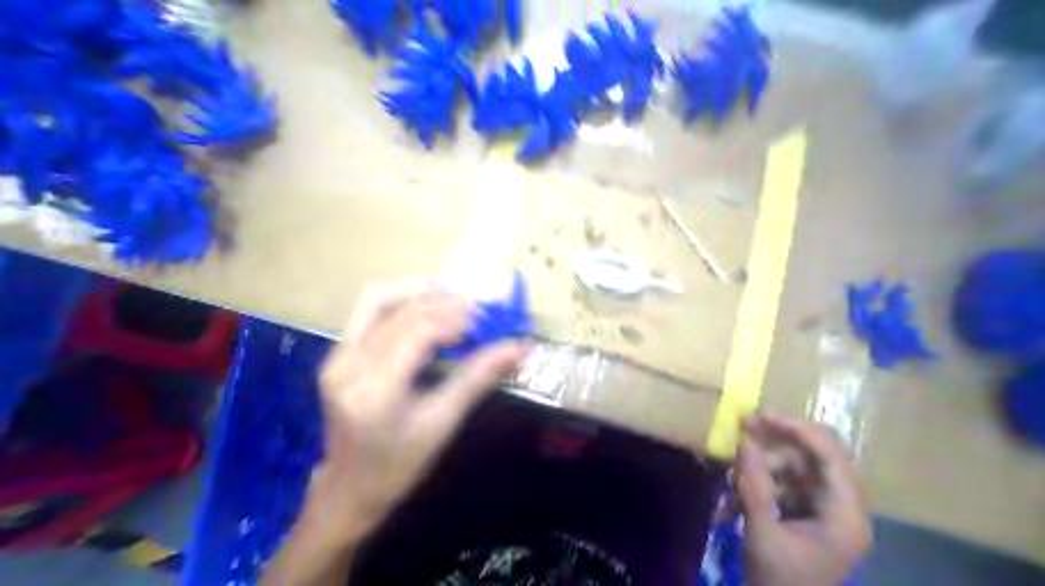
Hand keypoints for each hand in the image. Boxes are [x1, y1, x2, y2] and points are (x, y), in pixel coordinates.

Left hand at [298, 283, 526, 549]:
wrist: (349, 488)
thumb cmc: (400, 464)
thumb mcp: (443, 423)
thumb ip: (478, 379)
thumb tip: (517, 348)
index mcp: (376, 391)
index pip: (417, 332)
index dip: (454, 319)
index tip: (485, 323)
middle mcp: (349, 366)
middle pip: (400, 313)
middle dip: (443, 303)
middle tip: (477, 308)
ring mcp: (337, 357)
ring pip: (378, 300)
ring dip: (419, 292)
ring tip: (453, 297)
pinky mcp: (336, 355)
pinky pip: (368, 312)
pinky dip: (401, 301)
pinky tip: (426, 304)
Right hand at [734, 415, 874, 585]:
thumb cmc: (780, 585)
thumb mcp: (762, 534)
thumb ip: (753, 486)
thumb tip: (744, 442)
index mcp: (845, 515)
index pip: (831, 456)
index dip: (799, 430)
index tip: (762, 417)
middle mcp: (842, 507)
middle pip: (813, 456)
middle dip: (776, 442)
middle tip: (743, 426)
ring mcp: (825, 510)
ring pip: (794, 468)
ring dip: (759, 470)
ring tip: (728, 484)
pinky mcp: (808, 515)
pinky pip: (784, 484)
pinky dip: (759, 486)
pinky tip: (733, 504)